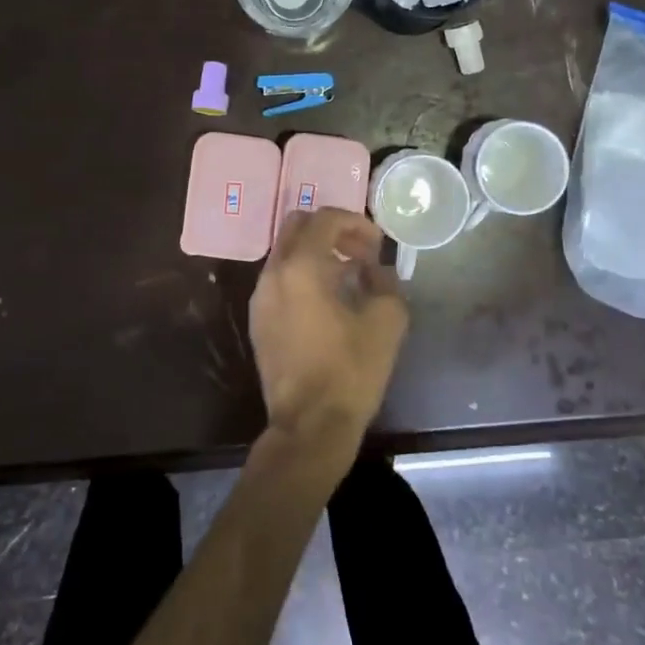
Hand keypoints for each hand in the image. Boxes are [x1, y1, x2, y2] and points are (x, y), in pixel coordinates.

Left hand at [248, 208, 408, 454]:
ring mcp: (260, 297)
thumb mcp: (387, 321)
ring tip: (349, 276)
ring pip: (286, 252)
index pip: (326, 219)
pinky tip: (328, 300)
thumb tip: (376, 271)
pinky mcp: (258, 320)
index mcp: (301, 266)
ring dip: (317, 253)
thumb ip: (386, 282)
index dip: (356, 223)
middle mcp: (273, 273)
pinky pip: (280, 279)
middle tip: (360, 252)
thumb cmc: (350, 371)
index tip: (378, 245)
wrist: (309, 425)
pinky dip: (303, 275)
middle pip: (297, 226)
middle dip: (331, 230)